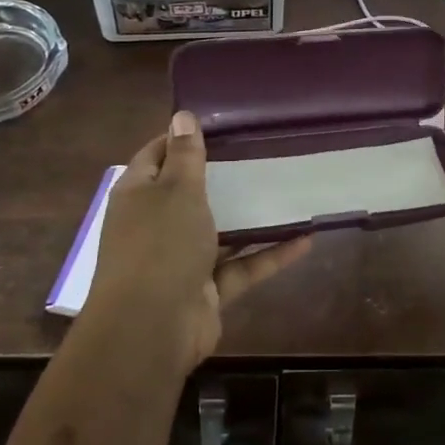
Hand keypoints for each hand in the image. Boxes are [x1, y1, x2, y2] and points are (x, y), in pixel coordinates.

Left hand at [86, 110, 312, 372]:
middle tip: (260, 152)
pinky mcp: (206, 289)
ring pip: (220, 231)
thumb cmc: (160, 245)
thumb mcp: (176, 190)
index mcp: (139, 194)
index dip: (181, 138)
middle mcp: (155, 224)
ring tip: (286, 191)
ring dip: (250, 218)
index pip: (156, 154)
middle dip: (222, 176)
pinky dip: (269, 255)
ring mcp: (180, 259)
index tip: (220, 124)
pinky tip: (306, 240)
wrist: (152, 329)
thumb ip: (185, 155)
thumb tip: (182, 115)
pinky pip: (241, 266)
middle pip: (189, 193)